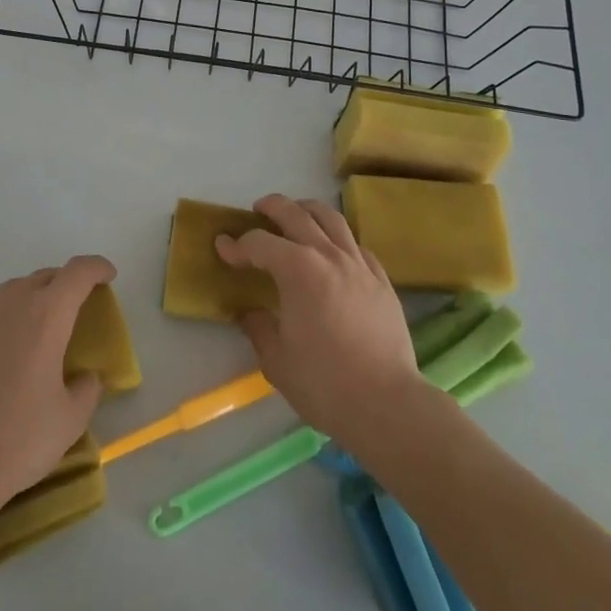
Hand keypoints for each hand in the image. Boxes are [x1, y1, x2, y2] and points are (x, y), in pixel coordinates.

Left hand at [0, 255, 114, 532]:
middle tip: (75, 309)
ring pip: (13, 291)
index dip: (97, 268)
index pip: (78, 272)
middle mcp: (12, 302)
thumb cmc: (19, 438)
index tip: (108, 276)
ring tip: (38, 330)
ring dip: (32, 300)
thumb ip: (87, 388)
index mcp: (47, 315)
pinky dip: (3, 318)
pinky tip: (2, 350)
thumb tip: (85, 376)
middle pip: (45, 277)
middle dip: (65, 285)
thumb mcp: (71, 419)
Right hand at [217, 194, 424, 446]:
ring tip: (296, 214)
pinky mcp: (381, 280)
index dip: (237, 244)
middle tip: (257, 210)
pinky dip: (338, 238)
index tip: (223, 247)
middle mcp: (328, 255)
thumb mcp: (276, 360)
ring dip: (308, 210)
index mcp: (297, 270)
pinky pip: (356, 245)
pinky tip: (333, 251)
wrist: (387, 403)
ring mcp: (359, 264)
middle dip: (272, 207)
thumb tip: (250, 314)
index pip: (260, 244)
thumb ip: (259, 328)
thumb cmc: (324, 382)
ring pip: (332, 219)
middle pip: (296, 214)